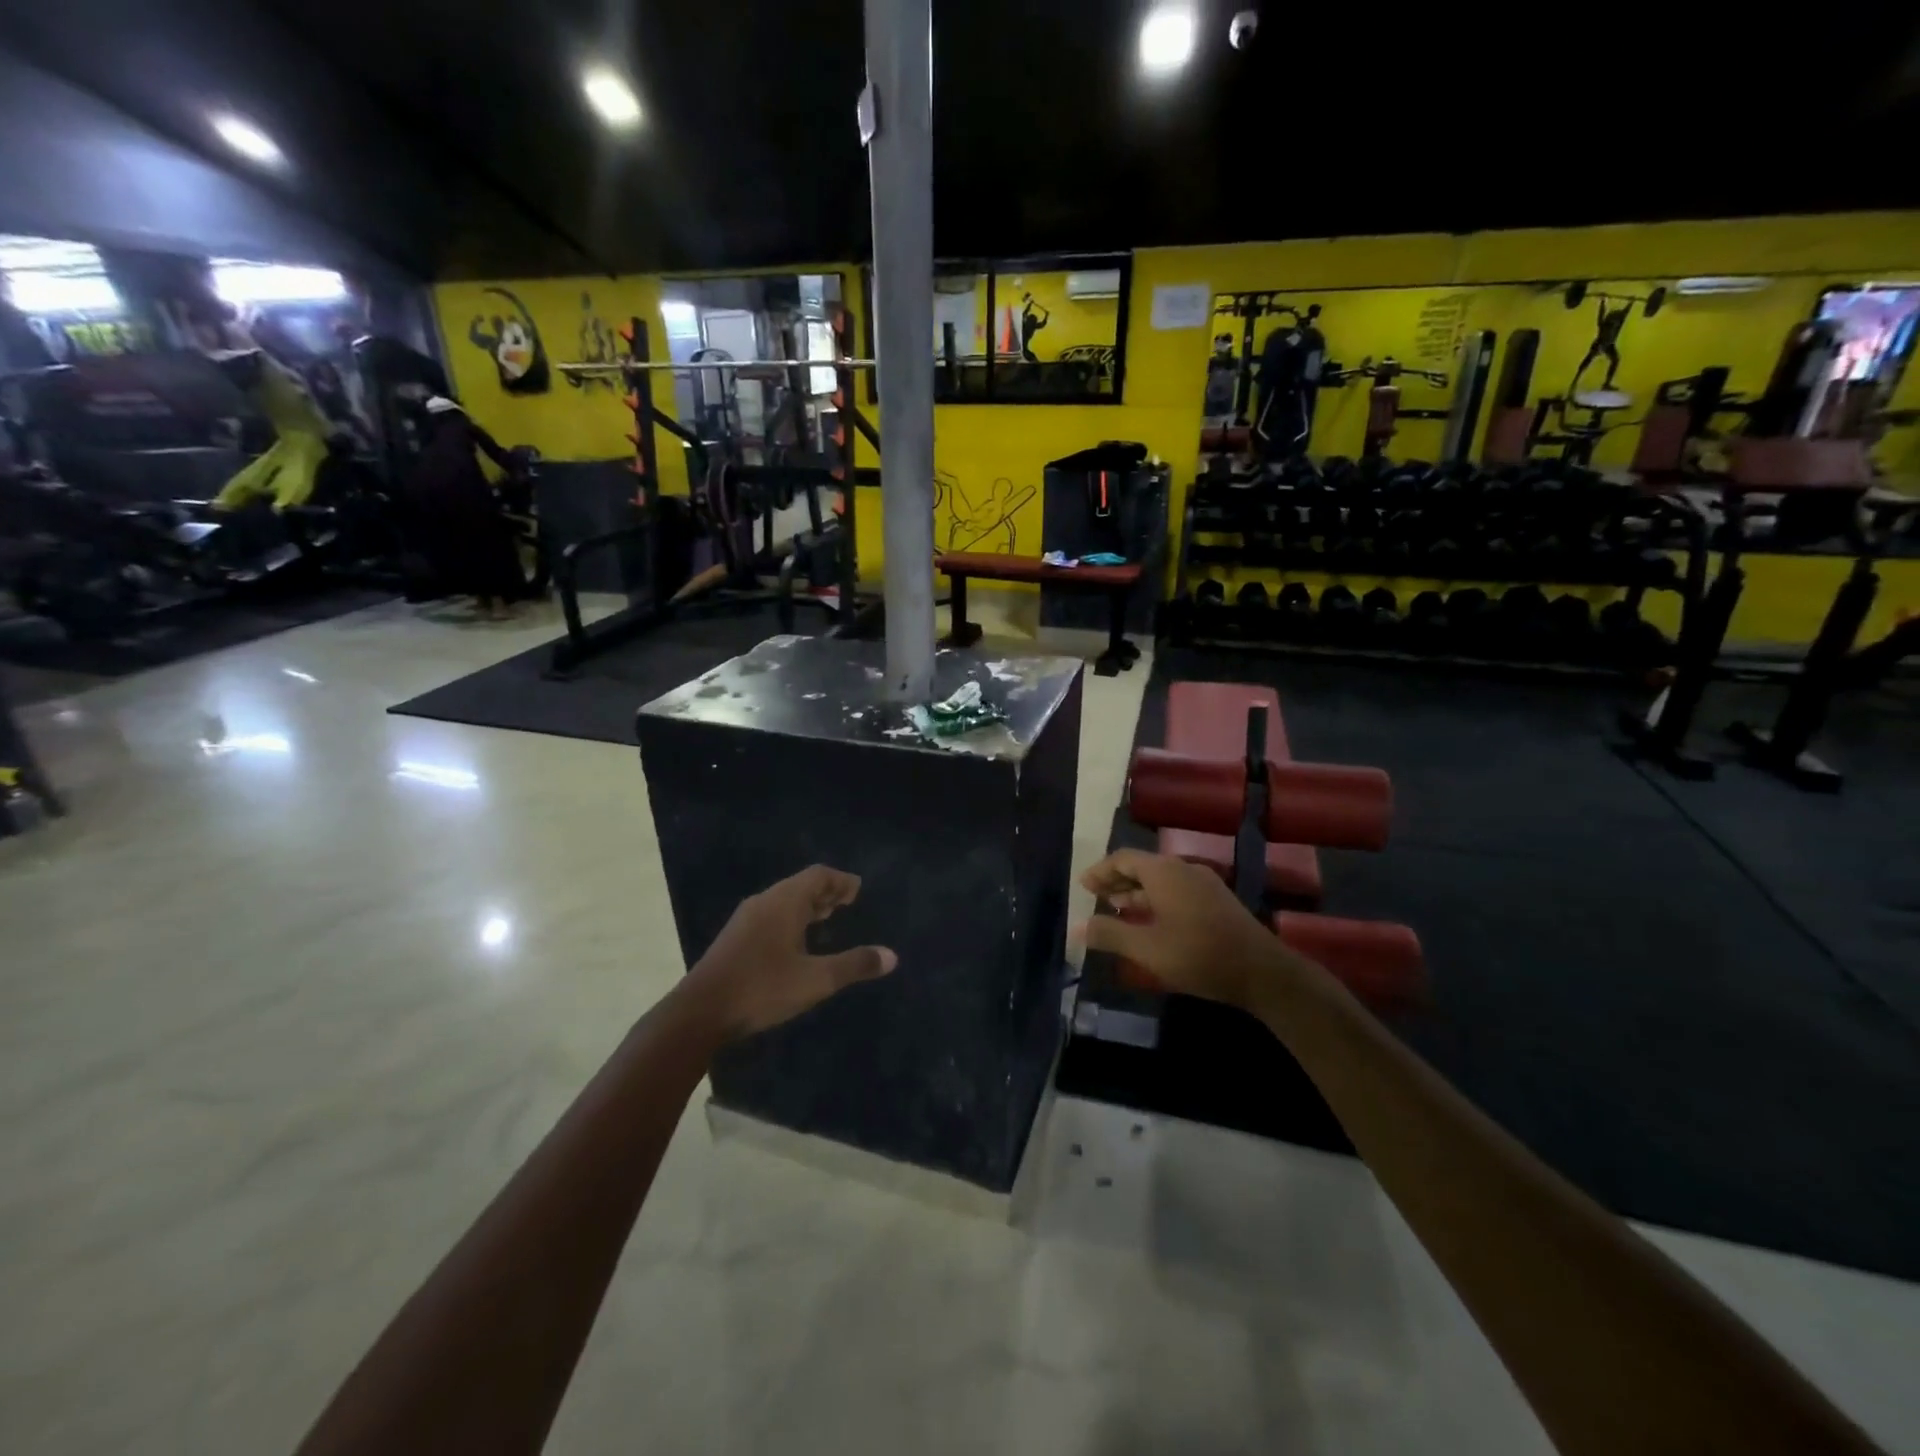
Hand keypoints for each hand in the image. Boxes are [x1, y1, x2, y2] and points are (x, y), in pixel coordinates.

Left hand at [681, 866, 896, 1040]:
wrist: (699, 1013)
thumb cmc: (762, 988)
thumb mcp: (816, 980)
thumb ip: (854, 965)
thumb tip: (892, 956)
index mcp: (784, 902)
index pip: (819, 875)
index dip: (842, 881)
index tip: (858, 891)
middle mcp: (764, 902)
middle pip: (800, 885)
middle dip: (826, 892)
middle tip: (848, 903)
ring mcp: (745, 919)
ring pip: (783, 902)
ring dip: (807, 906)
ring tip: (827, 919)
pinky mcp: (735, 939)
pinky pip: (770, 916)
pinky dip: (791, 919)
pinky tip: (796, 943)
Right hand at [1071, 849, 1317, 1010]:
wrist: (1263, 972)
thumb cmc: (1198, 955)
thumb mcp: (1147, 948)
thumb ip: (1110, 934)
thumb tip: (1078, 927)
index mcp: (1164, 872)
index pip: (1123, 859)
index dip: (1100, 871)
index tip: (1083, 885)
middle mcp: (1183, 869)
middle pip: (1142, 866)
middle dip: (1117, 880)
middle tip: (1095, 896)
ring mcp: (1204, 884)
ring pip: (1161, 880)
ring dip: (1136, 892)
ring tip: (1116, 909)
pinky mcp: (1217, 901)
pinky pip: (1176, 890)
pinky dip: (1155, 900)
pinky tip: (1150, 922)